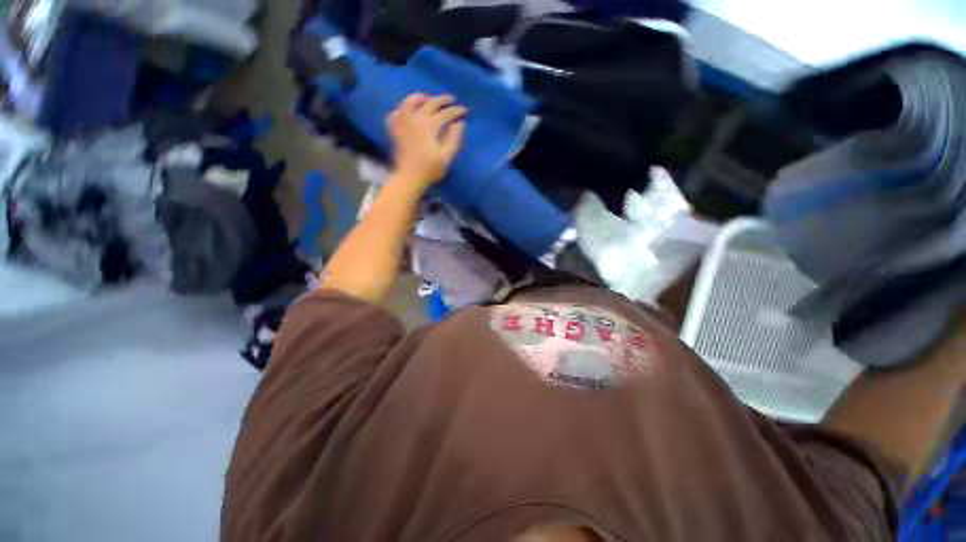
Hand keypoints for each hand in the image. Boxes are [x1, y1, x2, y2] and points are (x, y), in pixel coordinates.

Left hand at [386, 94, 466, 188]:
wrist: (409, 178)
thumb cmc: (430, 169)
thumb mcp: (446, 157)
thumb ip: (454, 139)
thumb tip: (459, 123)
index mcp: (429, 126)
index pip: (445, 113)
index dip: (457, 111)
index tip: (465, 110)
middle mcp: (415, 119)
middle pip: (430, 103)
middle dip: (443, 100)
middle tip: (452, 100)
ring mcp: (403, 123)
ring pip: (409, 102)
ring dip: (420, 98)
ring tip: (428, 99)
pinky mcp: (395, 130)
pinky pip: (396, 113)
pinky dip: (402, 109)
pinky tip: (407, 111)